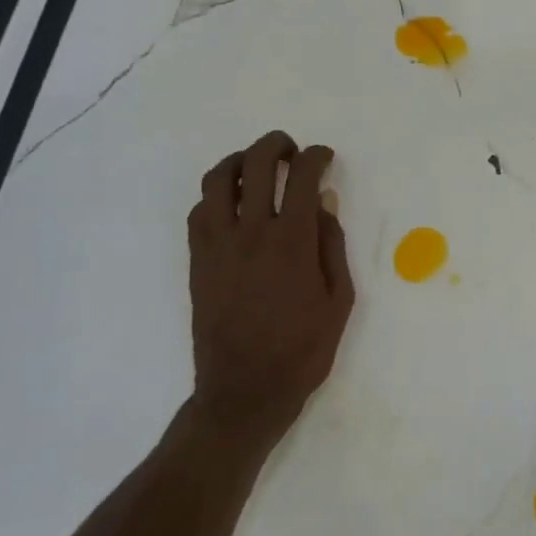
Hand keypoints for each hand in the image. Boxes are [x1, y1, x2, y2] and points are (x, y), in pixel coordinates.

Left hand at [187, 131, 354, 451]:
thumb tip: (325, 202)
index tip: (325, 158)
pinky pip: (200, 211)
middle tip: (292, 151)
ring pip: (217, 180)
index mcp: (293, 242)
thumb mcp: (338, 301)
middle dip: (276, 145)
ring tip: (256, 167)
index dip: (317, 157)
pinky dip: (216, 196)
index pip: (303, 178)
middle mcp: (251, 232)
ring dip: (239, 161)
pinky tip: (232, 206)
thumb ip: (332, 246)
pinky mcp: (197, 261)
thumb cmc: (302, 350)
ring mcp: (217, 245)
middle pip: (256, 164)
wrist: (245, 390)